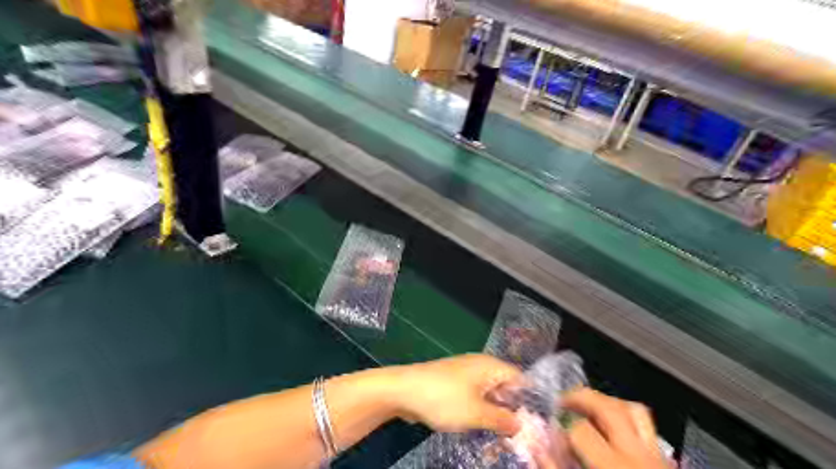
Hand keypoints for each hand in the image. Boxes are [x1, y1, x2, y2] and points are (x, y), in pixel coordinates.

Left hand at [394, 355, 519, 435]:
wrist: (403, 390)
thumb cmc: (444, 398)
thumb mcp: (477, 413)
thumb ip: (502, 420)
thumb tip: (520, 424)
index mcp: (489, 366)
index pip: (519, 378)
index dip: (528, 400)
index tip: (535, 424)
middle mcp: (479, 366)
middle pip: (504, 387)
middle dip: (511, 409)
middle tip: (519, 436)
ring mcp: (464, 375)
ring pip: (488, 394)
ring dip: (495, 413)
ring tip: (503, 437)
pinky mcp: (452, 384)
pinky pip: (473, 397)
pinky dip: (479, 411)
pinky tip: (481, 428)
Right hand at [536, 388, 670, 467]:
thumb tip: (541, 450)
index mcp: (614, 468)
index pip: (580, 430)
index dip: (561, 429)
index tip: (552, 436)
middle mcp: (637, 458)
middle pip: (609, 409)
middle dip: (580, 398)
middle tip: (562, 402)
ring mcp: (656, 460)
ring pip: (633, 410)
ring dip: (606, 403)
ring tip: (587, 408)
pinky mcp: (665, 464)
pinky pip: (646, 427)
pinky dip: (625, 418)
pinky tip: (611, 429)